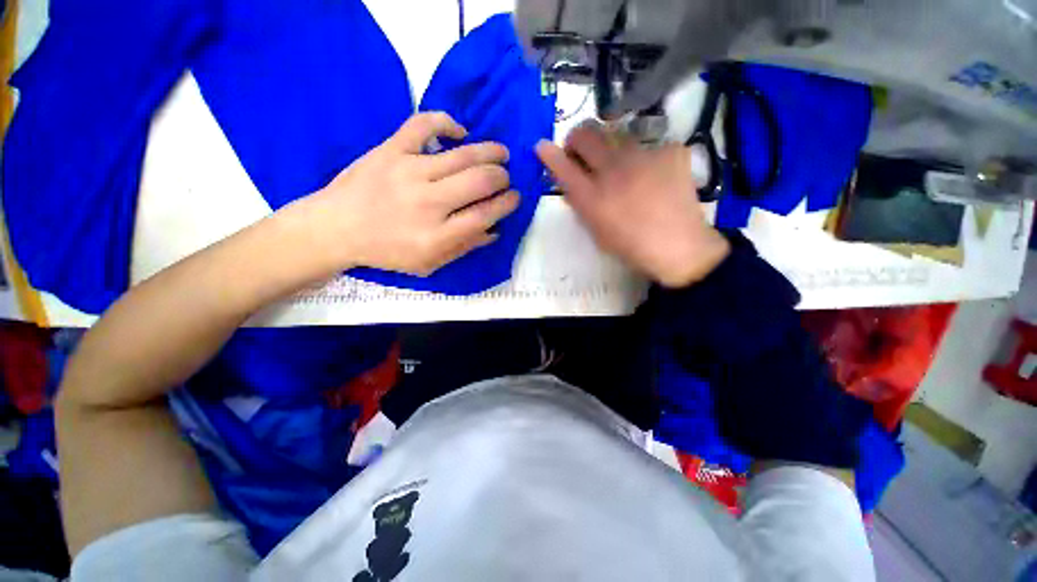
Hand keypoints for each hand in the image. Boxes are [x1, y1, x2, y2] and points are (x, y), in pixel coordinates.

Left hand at [299, 112, 518, 276]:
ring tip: (501, 153)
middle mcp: (428, 203)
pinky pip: (424, 125)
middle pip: (480, 182)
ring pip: (463, 154)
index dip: (507, 204)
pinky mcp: (390, 149)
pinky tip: (460, 131)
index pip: (486, 215)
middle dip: (502, 178)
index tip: (515, 197)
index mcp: (437, 235)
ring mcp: (409, 171)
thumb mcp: (429, 263)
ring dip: (490, 152)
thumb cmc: (387, 251)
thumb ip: (463, 248)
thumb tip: (494, 231)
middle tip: (505, 178)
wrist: (336, 228)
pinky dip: (447, 122)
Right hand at [536, 121, 729, 287]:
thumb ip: (580, 204)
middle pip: (586, 134)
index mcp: (593, 198)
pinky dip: (644, 159)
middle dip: (577, 138)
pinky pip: (648, 145)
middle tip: (581, 150)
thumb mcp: (596, 230)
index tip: (542, 146)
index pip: (563, 167)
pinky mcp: (670, 150)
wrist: (678, 246)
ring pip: (616, 134)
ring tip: (623, 167)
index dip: (549, 154)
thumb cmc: (631, 245)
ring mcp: (644, 156)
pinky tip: (654, 176)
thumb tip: (570, 185)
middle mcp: (614, 171)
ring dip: (610, 147)